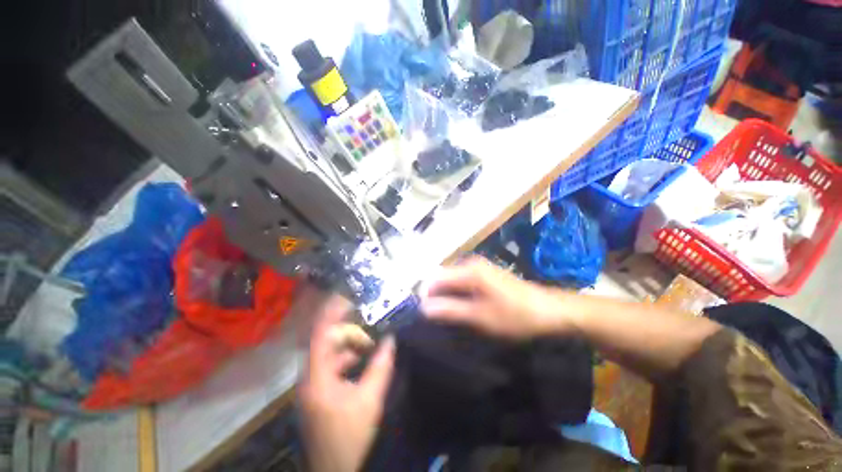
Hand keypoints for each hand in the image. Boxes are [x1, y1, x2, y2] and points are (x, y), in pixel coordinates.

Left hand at [300, 295, 394, 471]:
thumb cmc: (350, 438)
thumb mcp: (369, 400)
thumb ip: (381, 365)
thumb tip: (391, 338)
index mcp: (317, 376)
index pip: (320, 333)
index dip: (332, 311)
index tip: (348, 294)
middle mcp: (311, 376)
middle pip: (328, 341)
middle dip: (351, 331)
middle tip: (373, 328)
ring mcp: (314, 385)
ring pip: (332, 353)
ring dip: (351, 345)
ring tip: (372, 341)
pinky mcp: (321, 392)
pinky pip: (334, 364)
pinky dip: (349, 357)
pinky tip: (365, 358)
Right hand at [420, 257, 571, 338]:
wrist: (549, 310)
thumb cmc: (515, 314)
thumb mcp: (480, 316)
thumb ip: (450, 310)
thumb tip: (423, 308)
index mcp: (468, 270)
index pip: (435, 278)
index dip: (426, 294)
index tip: (422, 313)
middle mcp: (470, 263)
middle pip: (443, 277)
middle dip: (436, 295)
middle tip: (434, 318)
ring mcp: (478, 267)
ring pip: (452, 281)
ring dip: (447, 296)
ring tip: (446, 315)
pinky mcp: (484, 274)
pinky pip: (462, 282)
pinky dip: (457, 294)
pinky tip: (461, 307)